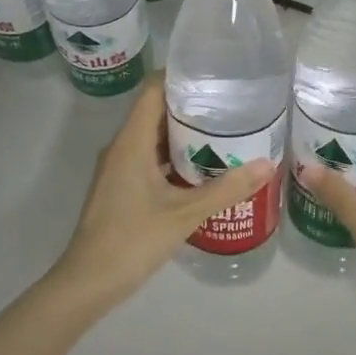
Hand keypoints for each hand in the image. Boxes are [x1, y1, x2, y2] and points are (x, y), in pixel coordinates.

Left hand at [46, 80, 272, 312]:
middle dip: (189, 104)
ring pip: (152, 137)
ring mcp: (118, 168)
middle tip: (229, 102)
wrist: (88, 281)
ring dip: (182, 132)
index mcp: (131, 141)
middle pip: (154, 110)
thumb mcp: (185, 213)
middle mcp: (121, 147)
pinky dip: (173, 156)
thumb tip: (267, 164)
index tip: (214, 73)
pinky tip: (200, 167)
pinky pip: (148, 158)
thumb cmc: (133, 239)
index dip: (180, 75)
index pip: (153, 89)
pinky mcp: (120, 187)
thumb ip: (226, 188)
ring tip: (223, 130)